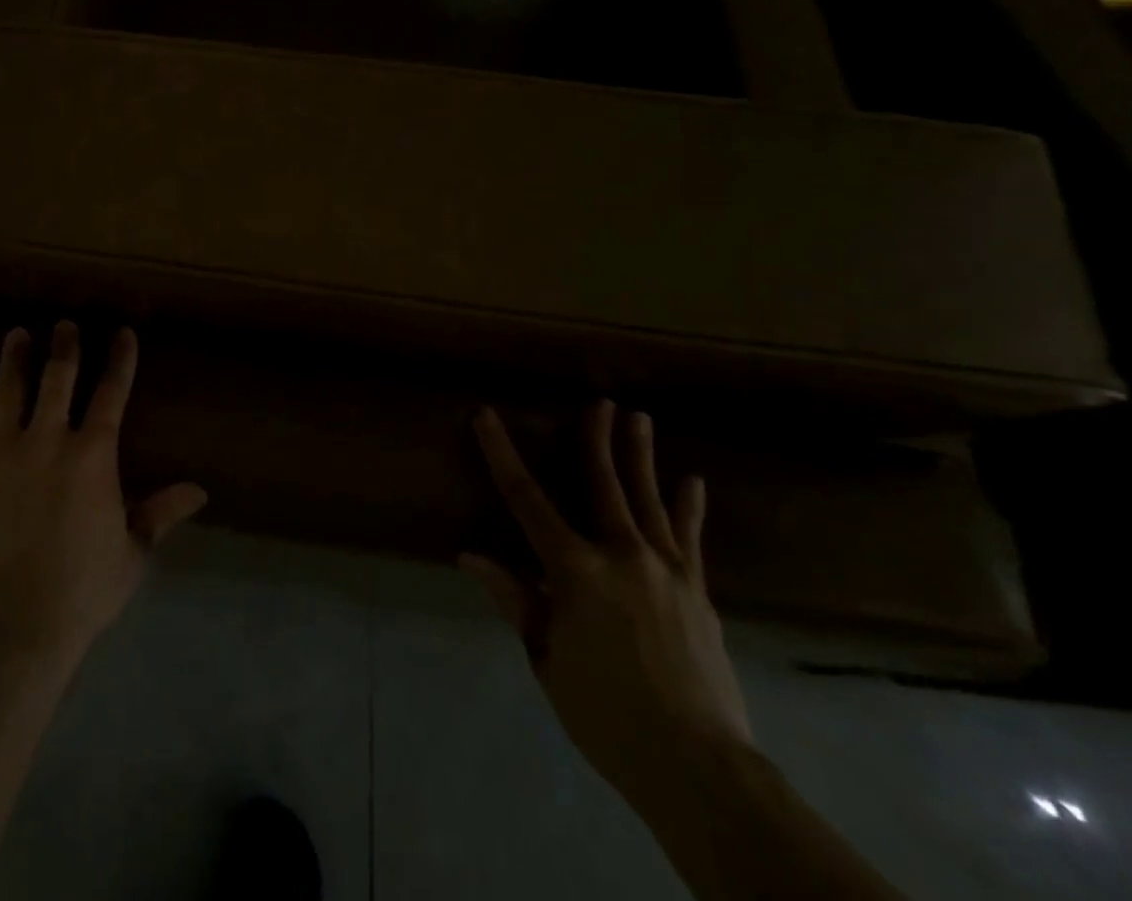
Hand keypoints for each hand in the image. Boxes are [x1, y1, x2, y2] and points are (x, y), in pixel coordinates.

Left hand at [0, 322, 207, 661]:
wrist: (10, 624)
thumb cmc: (82, 589)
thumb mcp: (132, 552)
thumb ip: (160, 513)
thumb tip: (200, 491)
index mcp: (92, 455)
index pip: (111, 393)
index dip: (119, 360)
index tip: (122, 333)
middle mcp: (47, 441)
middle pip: (56, 379)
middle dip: (64, 346)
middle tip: (64, 324)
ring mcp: (2, 454)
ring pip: (9, 392)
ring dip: (15, 360)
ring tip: (17, 335)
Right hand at [461, 402, 751, 806]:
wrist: (700, 768)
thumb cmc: (605, 712)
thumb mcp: (546, 657)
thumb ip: (515, 599)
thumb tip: (471, 555)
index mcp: (575, 570)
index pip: (526, 499)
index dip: (501, 454)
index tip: (485, 416)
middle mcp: (622, 556)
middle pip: (604, 485)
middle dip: (596, 439)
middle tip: (600, 401)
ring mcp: (667, 572)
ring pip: (649, 501)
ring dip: (641, 457)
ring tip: (640, 418)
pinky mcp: (699, 594)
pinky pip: (692, 540)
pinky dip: (689, 508)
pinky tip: (692, 481)